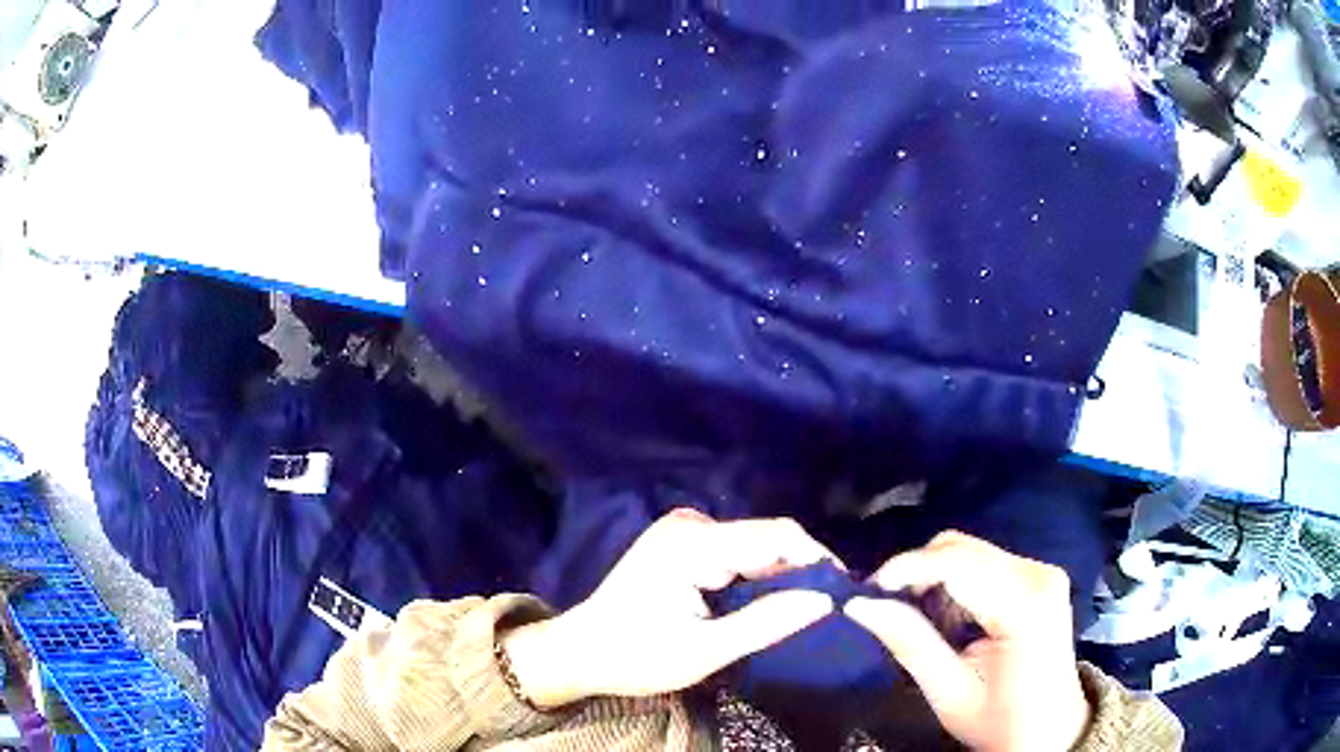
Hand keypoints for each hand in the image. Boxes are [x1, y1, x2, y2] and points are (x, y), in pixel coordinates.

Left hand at [503, 510, 837, 708]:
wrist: (580, 652)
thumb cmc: (636, 656)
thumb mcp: (705, 651)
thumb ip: (766, 623)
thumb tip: (825, 603)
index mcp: (694, 543)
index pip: (776, 536)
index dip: (816, 560)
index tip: (843, 593)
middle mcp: (690, 524)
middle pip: (766, 538)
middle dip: (800, 570)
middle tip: (827, 608)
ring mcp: (683, 530)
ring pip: (753, 545)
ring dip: (780, 574)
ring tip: (804, 607)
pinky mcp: (681, 544)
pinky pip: (734, 552)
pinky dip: (756, 576)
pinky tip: (769, 601)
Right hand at [845, 531, 1090, 751]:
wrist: (1051, 731)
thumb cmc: (1001, 721)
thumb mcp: (950, 694)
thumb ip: (910, 644)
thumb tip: (859, 605)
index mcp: (1025, 606)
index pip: (957, 564)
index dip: (906, 568)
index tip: (865, 591)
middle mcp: (1038, 574)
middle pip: (962, 548)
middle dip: (916, 572)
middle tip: (885, 609)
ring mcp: (1042, 572)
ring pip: (969, 552)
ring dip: (934, 578)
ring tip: (918, 622)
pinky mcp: (1038, 577)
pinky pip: (983, 564)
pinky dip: (954, 584)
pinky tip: (948, 619)